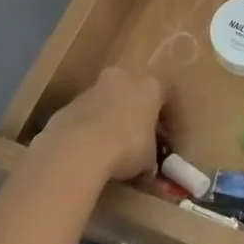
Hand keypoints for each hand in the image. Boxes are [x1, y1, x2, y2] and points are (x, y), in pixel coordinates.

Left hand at [31, 67, 164, 184]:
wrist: (77, 148)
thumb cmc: (126, 146)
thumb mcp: (150, 158)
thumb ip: (152, 155)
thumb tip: (148, 164)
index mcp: (149, 85)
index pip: (168, 94)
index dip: (173, 119)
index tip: (171, 141)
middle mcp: (122, 78)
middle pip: (136, 93)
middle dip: (140, 115)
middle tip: (143, 139)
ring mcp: (93, 89)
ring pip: (110, 102)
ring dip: (115, 120)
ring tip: (116, 148)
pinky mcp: (70, 104)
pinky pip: (89, 115)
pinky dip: (94, 129)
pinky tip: (94, 151)